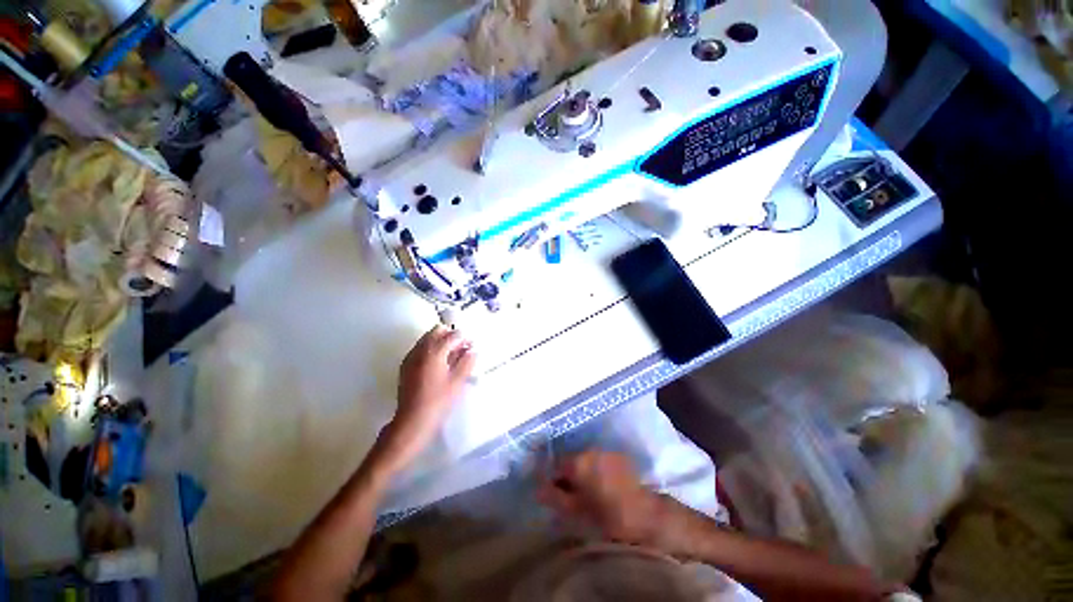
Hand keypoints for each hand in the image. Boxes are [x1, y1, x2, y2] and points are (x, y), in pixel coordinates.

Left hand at [377, 325, 474, 470]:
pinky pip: (420, 348)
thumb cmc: (438, 401)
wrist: (412, 421)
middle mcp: (420, 349)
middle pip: (437, 331)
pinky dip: (430, 349)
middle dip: (451, 335)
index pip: (452, 335)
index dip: (465, 338)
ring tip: (451, 356)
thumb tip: (473, 350)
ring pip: (427, 338)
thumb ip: (467, 362)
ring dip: (440, 341)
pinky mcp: (405, 365)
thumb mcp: (458, 381)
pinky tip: (438, 364)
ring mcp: (411, 357)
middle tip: (461, 348)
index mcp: (434, 351)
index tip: (472, 345)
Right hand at [538, 451, 698, 554]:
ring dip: (582, 473)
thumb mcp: (576, 512)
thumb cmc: (608, 517)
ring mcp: (606, 452)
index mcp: (578, 461)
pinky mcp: (619, 457)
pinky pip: (599, 461)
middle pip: (571, 460)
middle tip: (570, 498)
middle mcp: (590, 450)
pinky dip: (596, 471)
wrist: (647, 517)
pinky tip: (602, 488)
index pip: (555, 464)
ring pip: (585, 460)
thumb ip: (554, 497)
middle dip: (567, 476)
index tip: (554, 495)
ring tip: (587, 495)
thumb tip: (538, 488)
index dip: (552, 479)